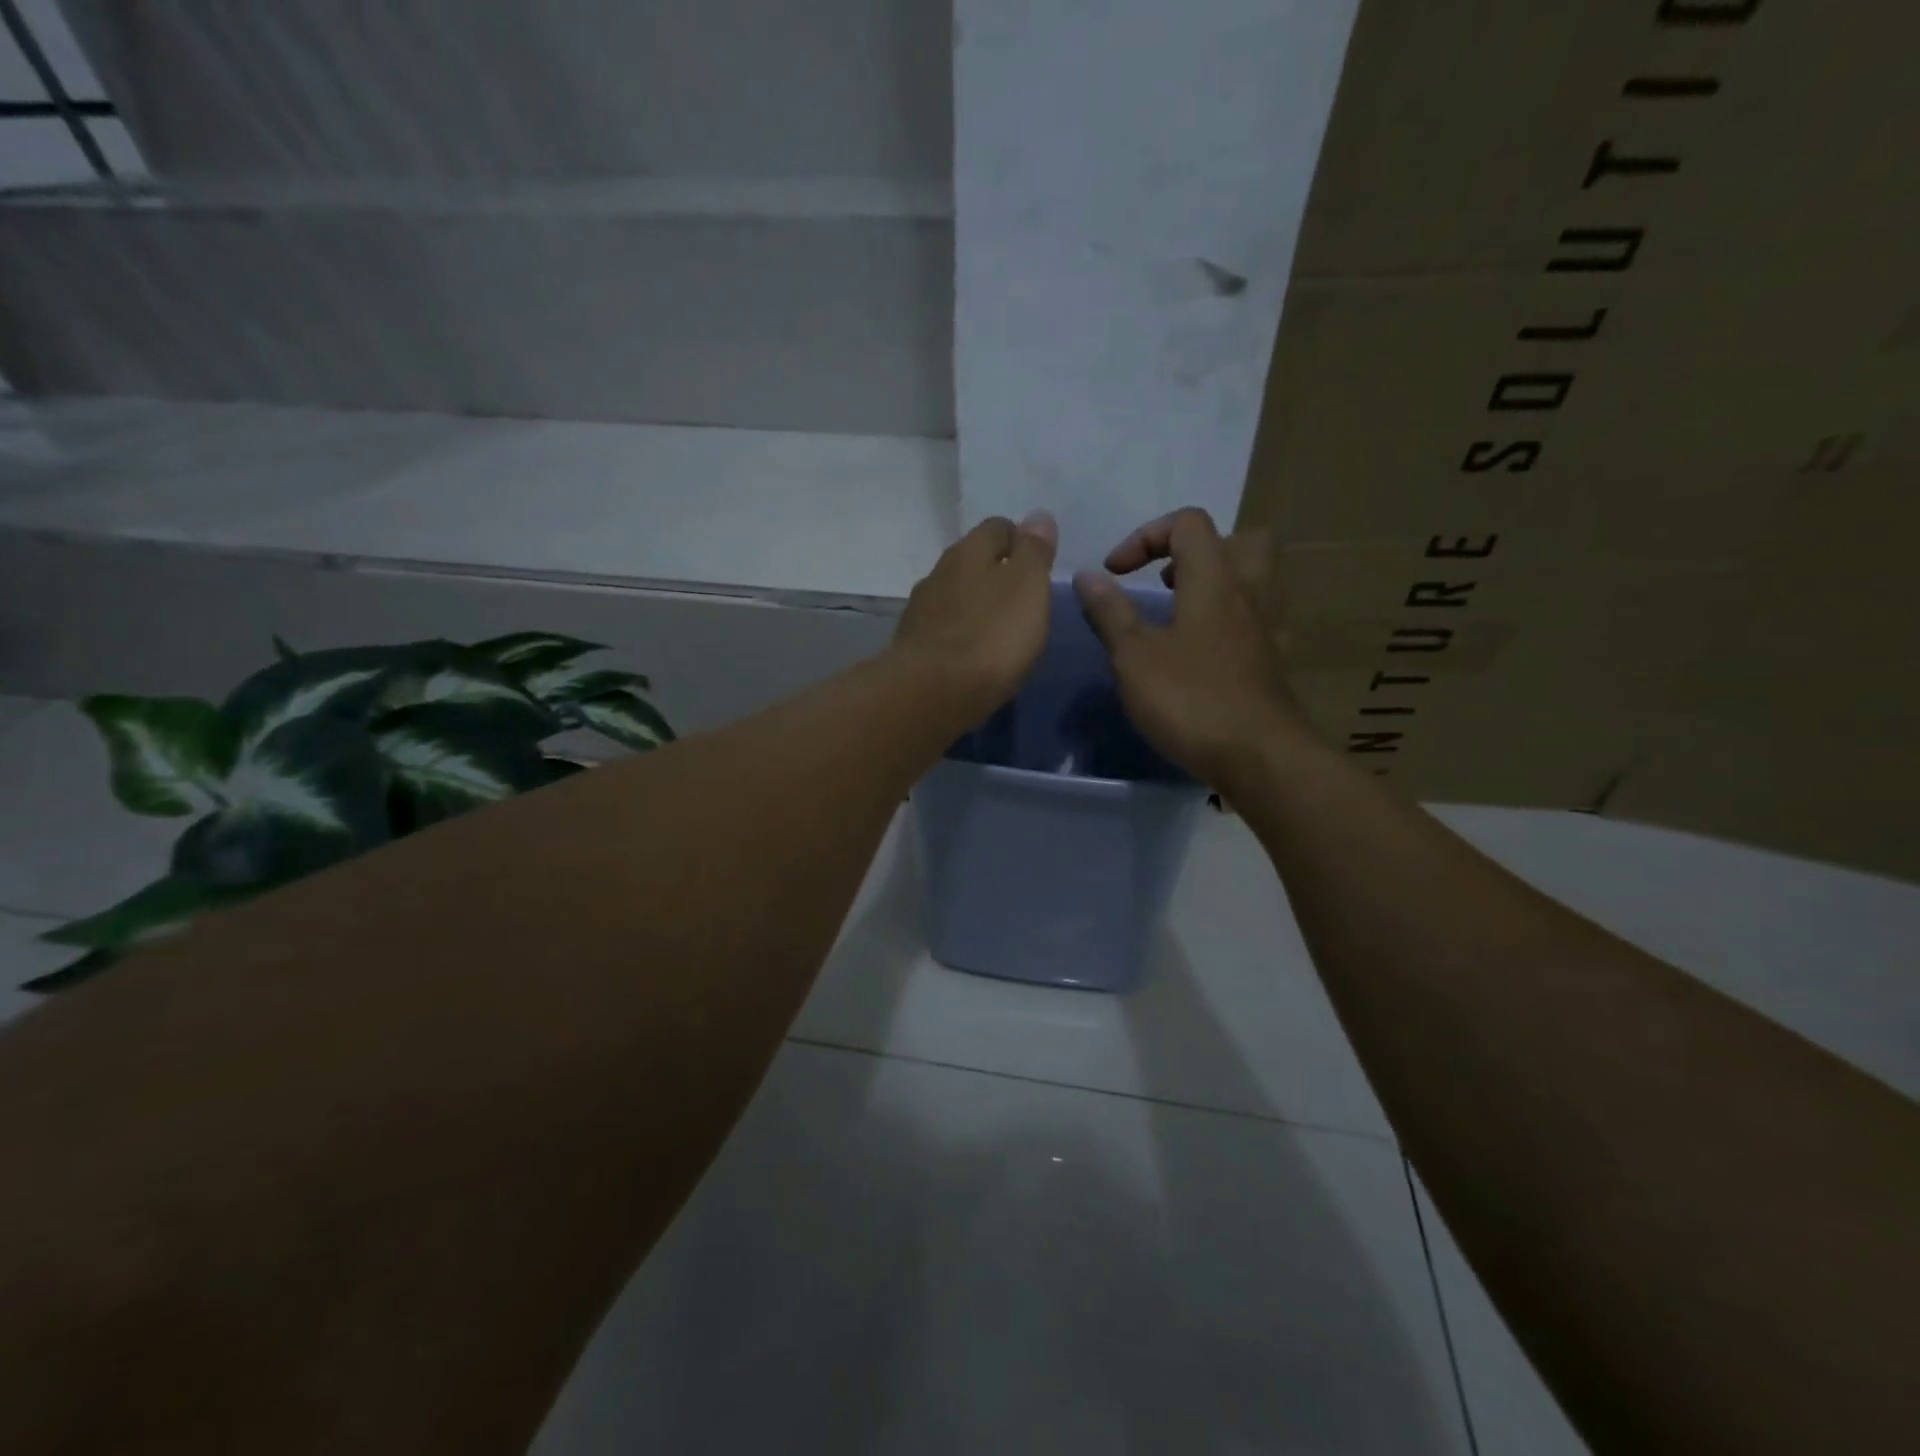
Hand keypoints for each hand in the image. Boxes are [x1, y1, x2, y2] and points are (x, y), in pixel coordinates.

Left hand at [891, 511, 1058, 722]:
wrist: (930, 694)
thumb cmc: (990, 636)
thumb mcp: (1027, 587)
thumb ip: (1034, 552)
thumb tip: (1038, 516)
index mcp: (968, 552)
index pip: (997, 527)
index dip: (1021, 540)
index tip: (1040, 564)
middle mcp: (939, 573)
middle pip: (973, 561)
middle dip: (997, 573)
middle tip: (1025, 600)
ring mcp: (921, 611)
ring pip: (956, 596)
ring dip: (977, 606)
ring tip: (1001, 630)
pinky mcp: (914, 647)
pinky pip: (944, 630)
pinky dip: (961, 635)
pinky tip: (975, 654)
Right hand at [1073, 507, 1312, 791]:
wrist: (1259, 756)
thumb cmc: (1190, 698)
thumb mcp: (1133, 655)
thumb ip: (1110, 612)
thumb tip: (1087, 577)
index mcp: (1215, 579)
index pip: (1188, 523)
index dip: (1146, 536)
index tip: (1115, 573)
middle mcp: (1250, 593)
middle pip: (1242, 540)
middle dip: (1199, 550)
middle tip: (1168, 580)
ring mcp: (1269, 628)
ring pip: (1256, 580)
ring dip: (1219, 584)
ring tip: (1180, 613)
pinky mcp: (1274, 662)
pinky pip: (1257, 621)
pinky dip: (1231, 623)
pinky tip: (1205, 652)